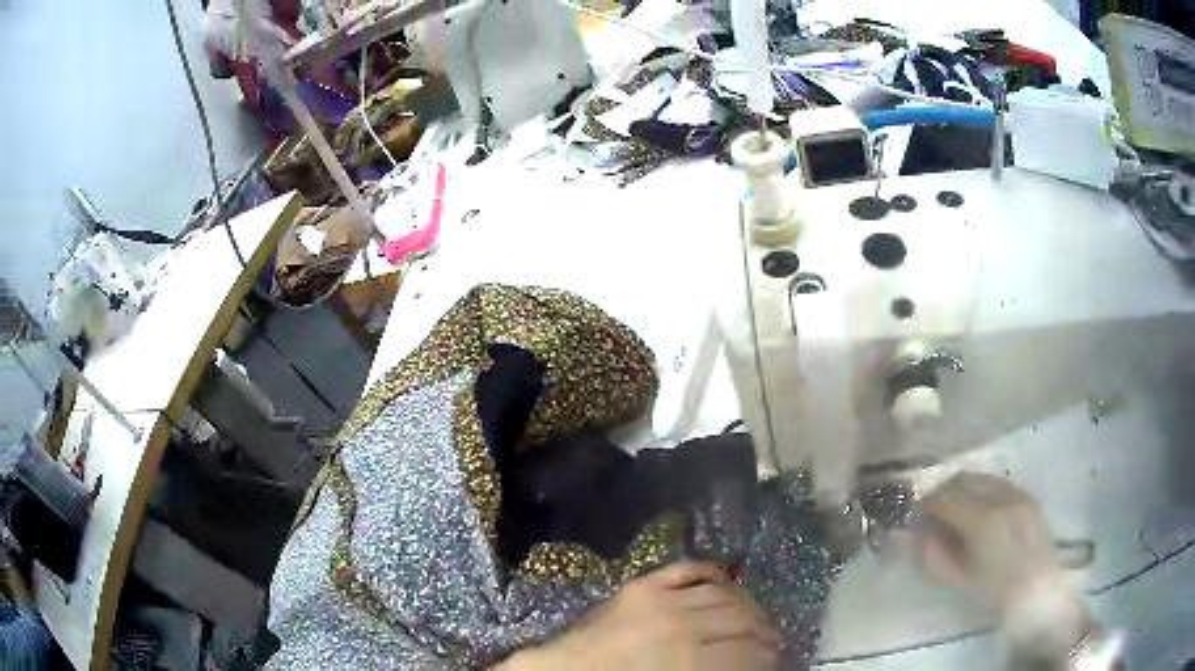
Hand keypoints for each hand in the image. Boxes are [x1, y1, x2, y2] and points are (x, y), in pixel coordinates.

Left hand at [499, 562, 779, 670]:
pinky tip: (727, 580)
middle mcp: (682, 623)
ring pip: (724, 591)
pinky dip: (713, 571)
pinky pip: (688, 568)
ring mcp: (661, 597)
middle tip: (773, 641)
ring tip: (756, 615)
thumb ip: (715, 669)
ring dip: (748, 603)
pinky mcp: (643, 584)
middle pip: (742, 619)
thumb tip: (747, 661)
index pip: (747, 652)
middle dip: (765, 631)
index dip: (768, 656)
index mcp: (688, 659)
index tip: (777, 659)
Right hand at [915, 473, 1093, 659]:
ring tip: (954, 505)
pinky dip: (983, 488)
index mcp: (982, 521)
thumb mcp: (957, 578)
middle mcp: (1000, 498)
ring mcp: (1017, 493)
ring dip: (963, 486)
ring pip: (981, 477)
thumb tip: (914, 534)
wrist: (1036, 588)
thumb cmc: (993, 589)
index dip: (926, 504)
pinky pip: (999, 482)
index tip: (916, 513)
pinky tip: (980, 505)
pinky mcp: (1027, 495)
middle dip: (943, 491)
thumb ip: (932, 555)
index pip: (945, 500)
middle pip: (962, 481)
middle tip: (932, 508)